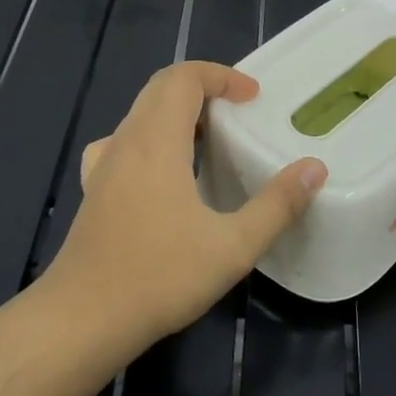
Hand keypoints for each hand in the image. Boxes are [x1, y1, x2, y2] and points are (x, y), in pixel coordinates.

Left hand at [50, 62, 326, 341]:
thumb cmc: (159, 277)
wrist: (82, 320)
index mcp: (156, 142)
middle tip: (238, 113)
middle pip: (159, 88)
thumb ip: (277, 206)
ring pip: (140, 115)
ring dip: (177, 113)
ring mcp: (104, 167)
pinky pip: (125, 144)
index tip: (252, 97)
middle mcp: (125, 143)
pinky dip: (153, 139)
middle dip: (202, 89)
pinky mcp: (95, 192)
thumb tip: (314, 169)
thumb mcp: (232, 246)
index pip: (182, 77)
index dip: (220, 76)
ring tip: (210, 141)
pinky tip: (167, 175)